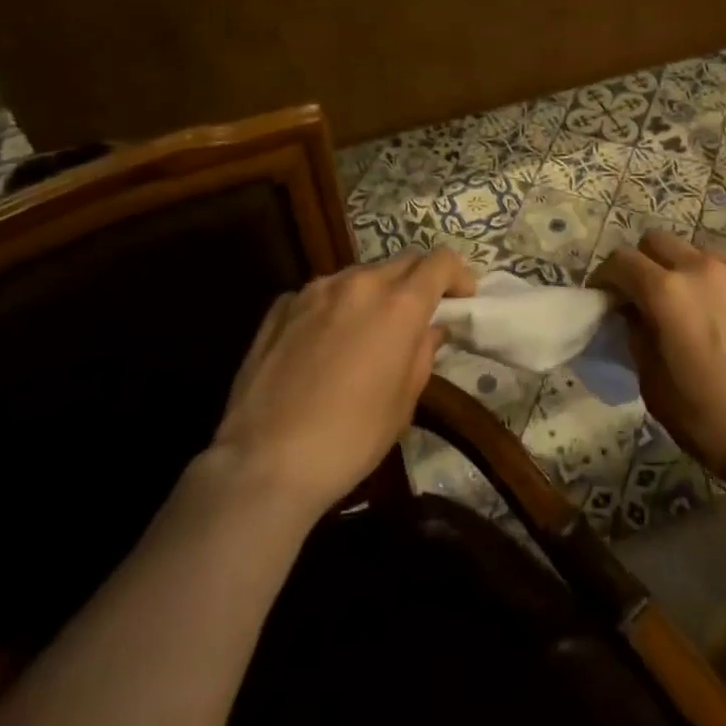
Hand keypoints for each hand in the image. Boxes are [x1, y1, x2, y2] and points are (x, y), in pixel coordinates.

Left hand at [208, 250, 474, 522]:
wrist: (263, 463)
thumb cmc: (350, 439)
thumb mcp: (404, 402)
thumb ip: (422, 353)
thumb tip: (429, 330)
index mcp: (399, 304)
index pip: (441, 262)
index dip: (458, 275)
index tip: (462, 299)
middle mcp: (359, 283)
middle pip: (403, 261)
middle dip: (419, 281)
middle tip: (420, 316)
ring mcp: (315, 290)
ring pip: (360, 275)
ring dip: (376, 292)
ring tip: (370, 331)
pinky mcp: (281, 306)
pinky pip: (322, 293)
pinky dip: (336, 307)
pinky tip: (326, 343)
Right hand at [591, 230, 725, 493]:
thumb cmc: (710, 419)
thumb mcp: (654, 385)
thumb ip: (638, 336)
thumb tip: (634, 313)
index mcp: (666, 291)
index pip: (622, 260)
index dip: (606, 276)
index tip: (604, 297)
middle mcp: (701, 267)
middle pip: (657, 240)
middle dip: (643, 262)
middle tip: (644, 296)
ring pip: (697, 251)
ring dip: (683, 270)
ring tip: (691, 305)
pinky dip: (717, 282)